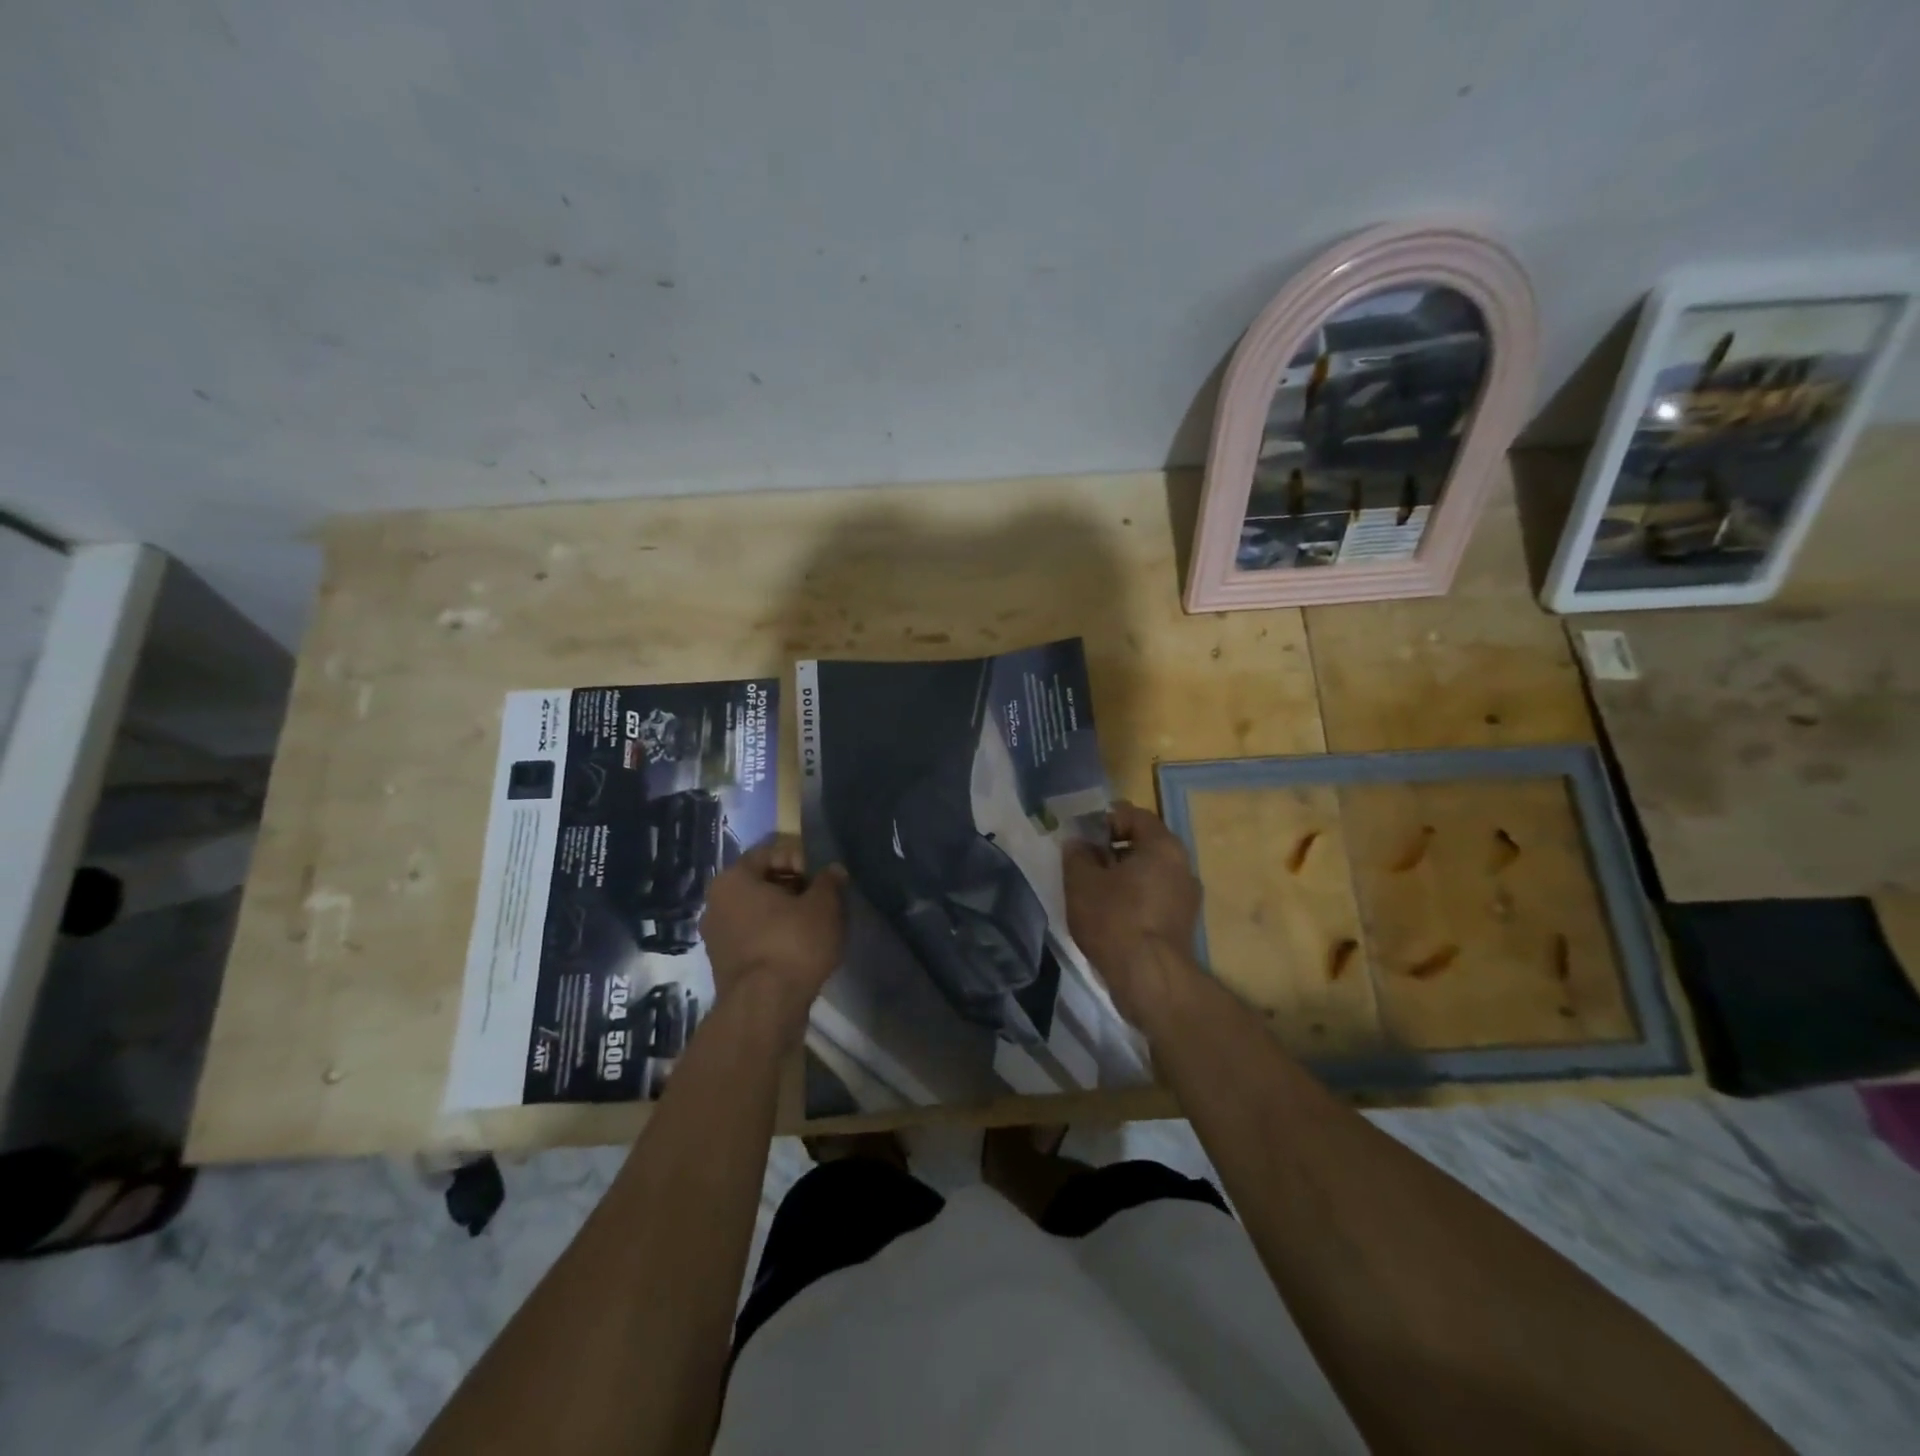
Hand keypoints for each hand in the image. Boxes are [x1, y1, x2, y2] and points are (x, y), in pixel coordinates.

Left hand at [701, 835, 846, 1035]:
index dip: (801, 859)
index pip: (770, 853)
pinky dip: (776, 937)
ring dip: (786, 914)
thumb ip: (829, 882)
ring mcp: (716, 937)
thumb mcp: (824, 906)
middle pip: (762, 882)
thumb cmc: (793, 943)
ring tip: (816, 926)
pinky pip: (755, 938)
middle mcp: (715, 903)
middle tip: (823, 900)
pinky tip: (801, 949)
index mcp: (732, 879)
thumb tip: (833, 871)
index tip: (823, 878)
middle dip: (794, 887)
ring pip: (758, 912)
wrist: (765, 1008)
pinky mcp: (725, 965)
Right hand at [1063, 801, 1202, 1026]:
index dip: (1105, 820)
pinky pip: (1154, 898)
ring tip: (1093, 891)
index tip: (1082, 835)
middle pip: (1144, 844)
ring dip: (1123, 876)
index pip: (1134, 815)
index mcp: (1163, 846)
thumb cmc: (1114, 919)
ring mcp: (1187, 897)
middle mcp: (1183, 865)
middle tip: (1083, 862)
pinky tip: (1110, 916)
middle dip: (1112, 849)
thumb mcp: (1081, 881)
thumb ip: (1077, 854)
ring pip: (1149, 873)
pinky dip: (1134, 899)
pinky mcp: (1182, 924)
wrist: (1149, 978)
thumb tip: (1079, 844)